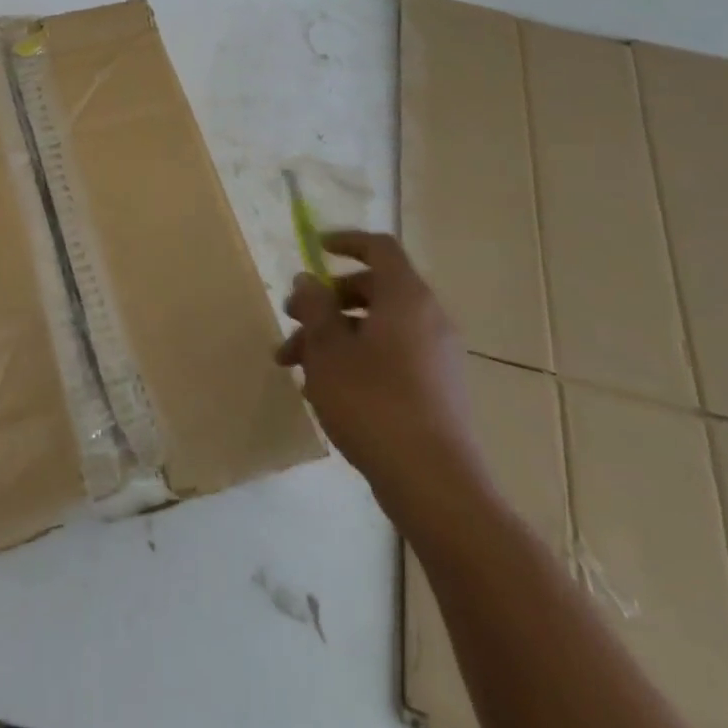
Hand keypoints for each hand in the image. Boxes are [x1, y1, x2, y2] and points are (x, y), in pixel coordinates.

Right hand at [275, 231, 489, 521]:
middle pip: (373, 289)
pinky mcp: (436, 390)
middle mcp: (428, 319)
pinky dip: (356, 359)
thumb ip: (315, 307)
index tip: (313, 248)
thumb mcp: (328, 350)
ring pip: (376, 328)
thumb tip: (307, 280)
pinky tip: (324, 391)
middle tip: (291, 319)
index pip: (379, 248)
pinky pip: (390, 356)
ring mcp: (436, 356)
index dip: (345, 241)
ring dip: (333, 336)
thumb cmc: (373, 403)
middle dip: (326, 301)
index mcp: (406, 298)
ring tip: (294, 366)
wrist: (435, 485)